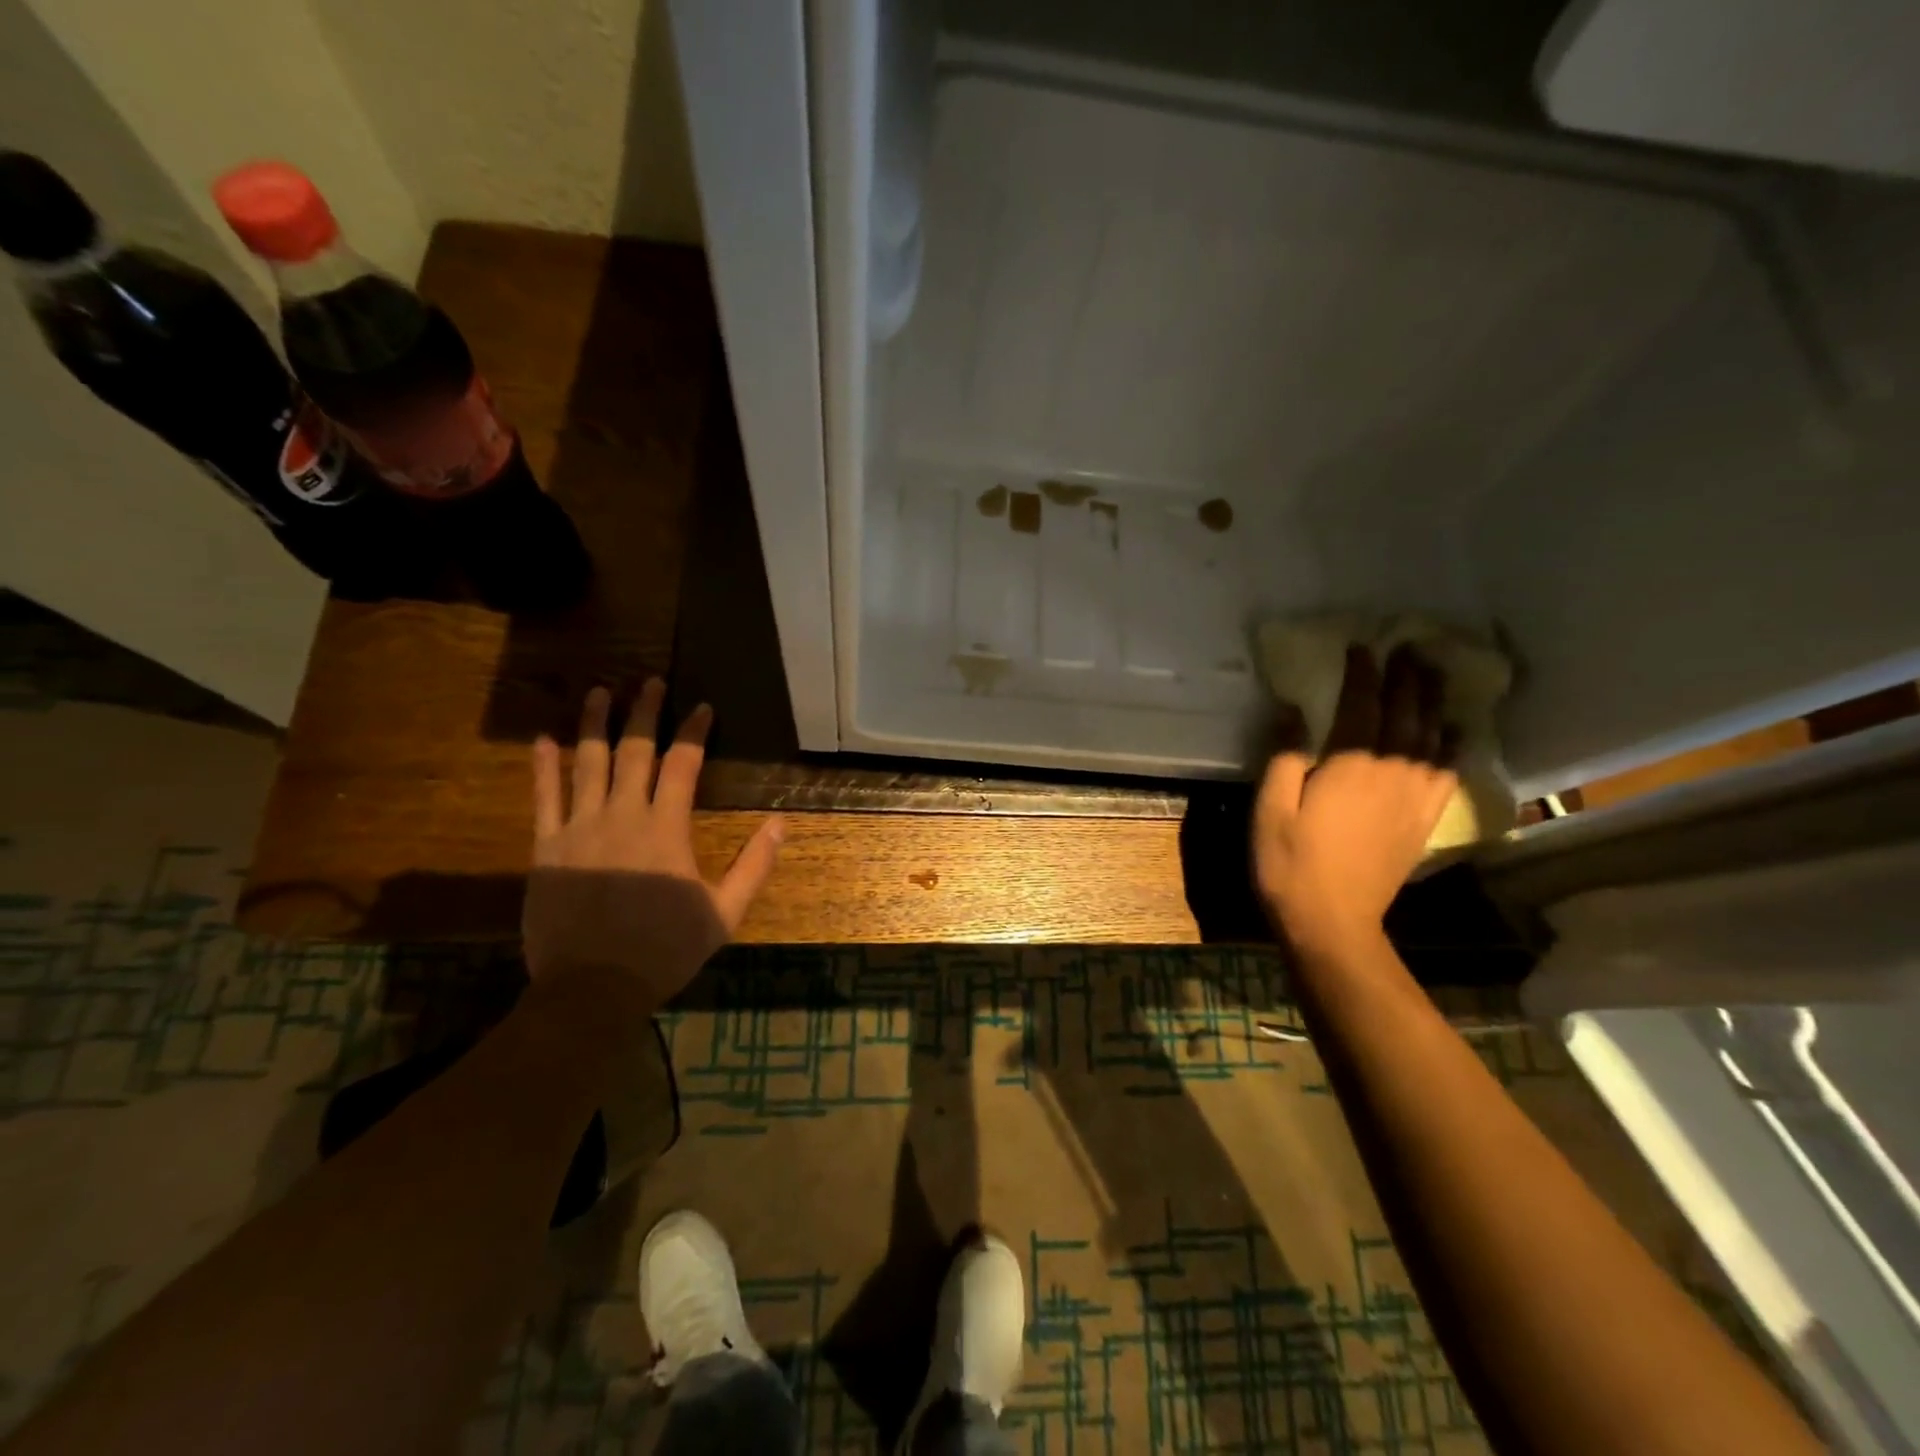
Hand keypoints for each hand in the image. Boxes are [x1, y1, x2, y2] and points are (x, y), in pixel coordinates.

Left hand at [523, 682, 783, 1009]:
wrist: (593, 986)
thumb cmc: (665, 949)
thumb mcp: (724, 912)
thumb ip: (754, 865)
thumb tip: (781, 824)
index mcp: (666, 828)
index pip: (683, 764)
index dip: (693, 731)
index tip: (702, 707)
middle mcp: (622, 815)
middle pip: (635, 750)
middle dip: (645, 712)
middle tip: (649, 680)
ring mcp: (579, 828)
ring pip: (587, 763)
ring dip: (594, 724)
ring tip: (600, 692)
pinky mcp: (547, 847)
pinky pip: (544, 798)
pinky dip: (544, 766)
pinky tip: (544, 739)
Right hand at [1253, 645, 1457, 955]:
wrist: (1332, 921)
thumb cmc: (1290, 862)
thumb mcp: (1270, 807)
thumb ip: (1284, 755)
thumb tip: (1294, 710)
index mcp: (1349, 764)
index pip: (1361, 704)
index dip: (1362, 672)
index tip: (1361, 646)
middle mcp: (1390, 772)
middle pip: (1405, 713)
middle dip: (1406, 678)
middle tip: (1409, 648)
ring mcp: (1414, 797)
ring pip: (1431, 737)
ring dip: (1433, 702)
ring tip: (1434, 677)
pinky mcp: (1423, 820)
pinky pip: (1447, 773)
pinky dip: (1452, 746)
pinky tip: (1453, 733)